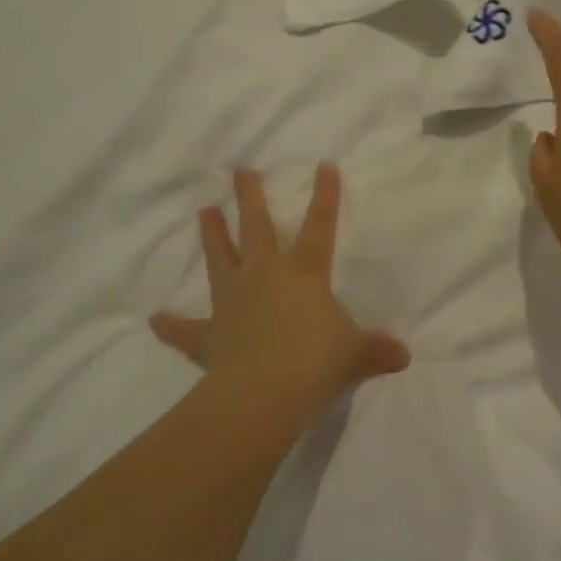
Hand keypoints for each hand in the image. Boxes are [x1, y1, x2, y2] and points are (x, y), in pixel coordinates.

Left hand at [151, 165, 409, 419]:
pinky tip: (156, 319)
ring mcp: (232, 300)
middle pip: (257, 228)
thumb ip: (377, 350)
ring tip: (204, 210)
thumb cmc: (315, 363)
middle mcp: (265, 276)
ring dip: (212, 234)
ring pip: (220, 258)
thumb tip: (404, 356)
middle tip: (241, 170)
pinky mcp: (208, 333)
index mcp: (304, 274)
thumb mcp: (355, 354)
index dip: (325, 196)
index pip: (320, 227)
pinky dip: (172, 325)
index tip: (324, 165)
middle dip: (251, 197)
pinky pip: (186, 329)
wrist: (263, 394)